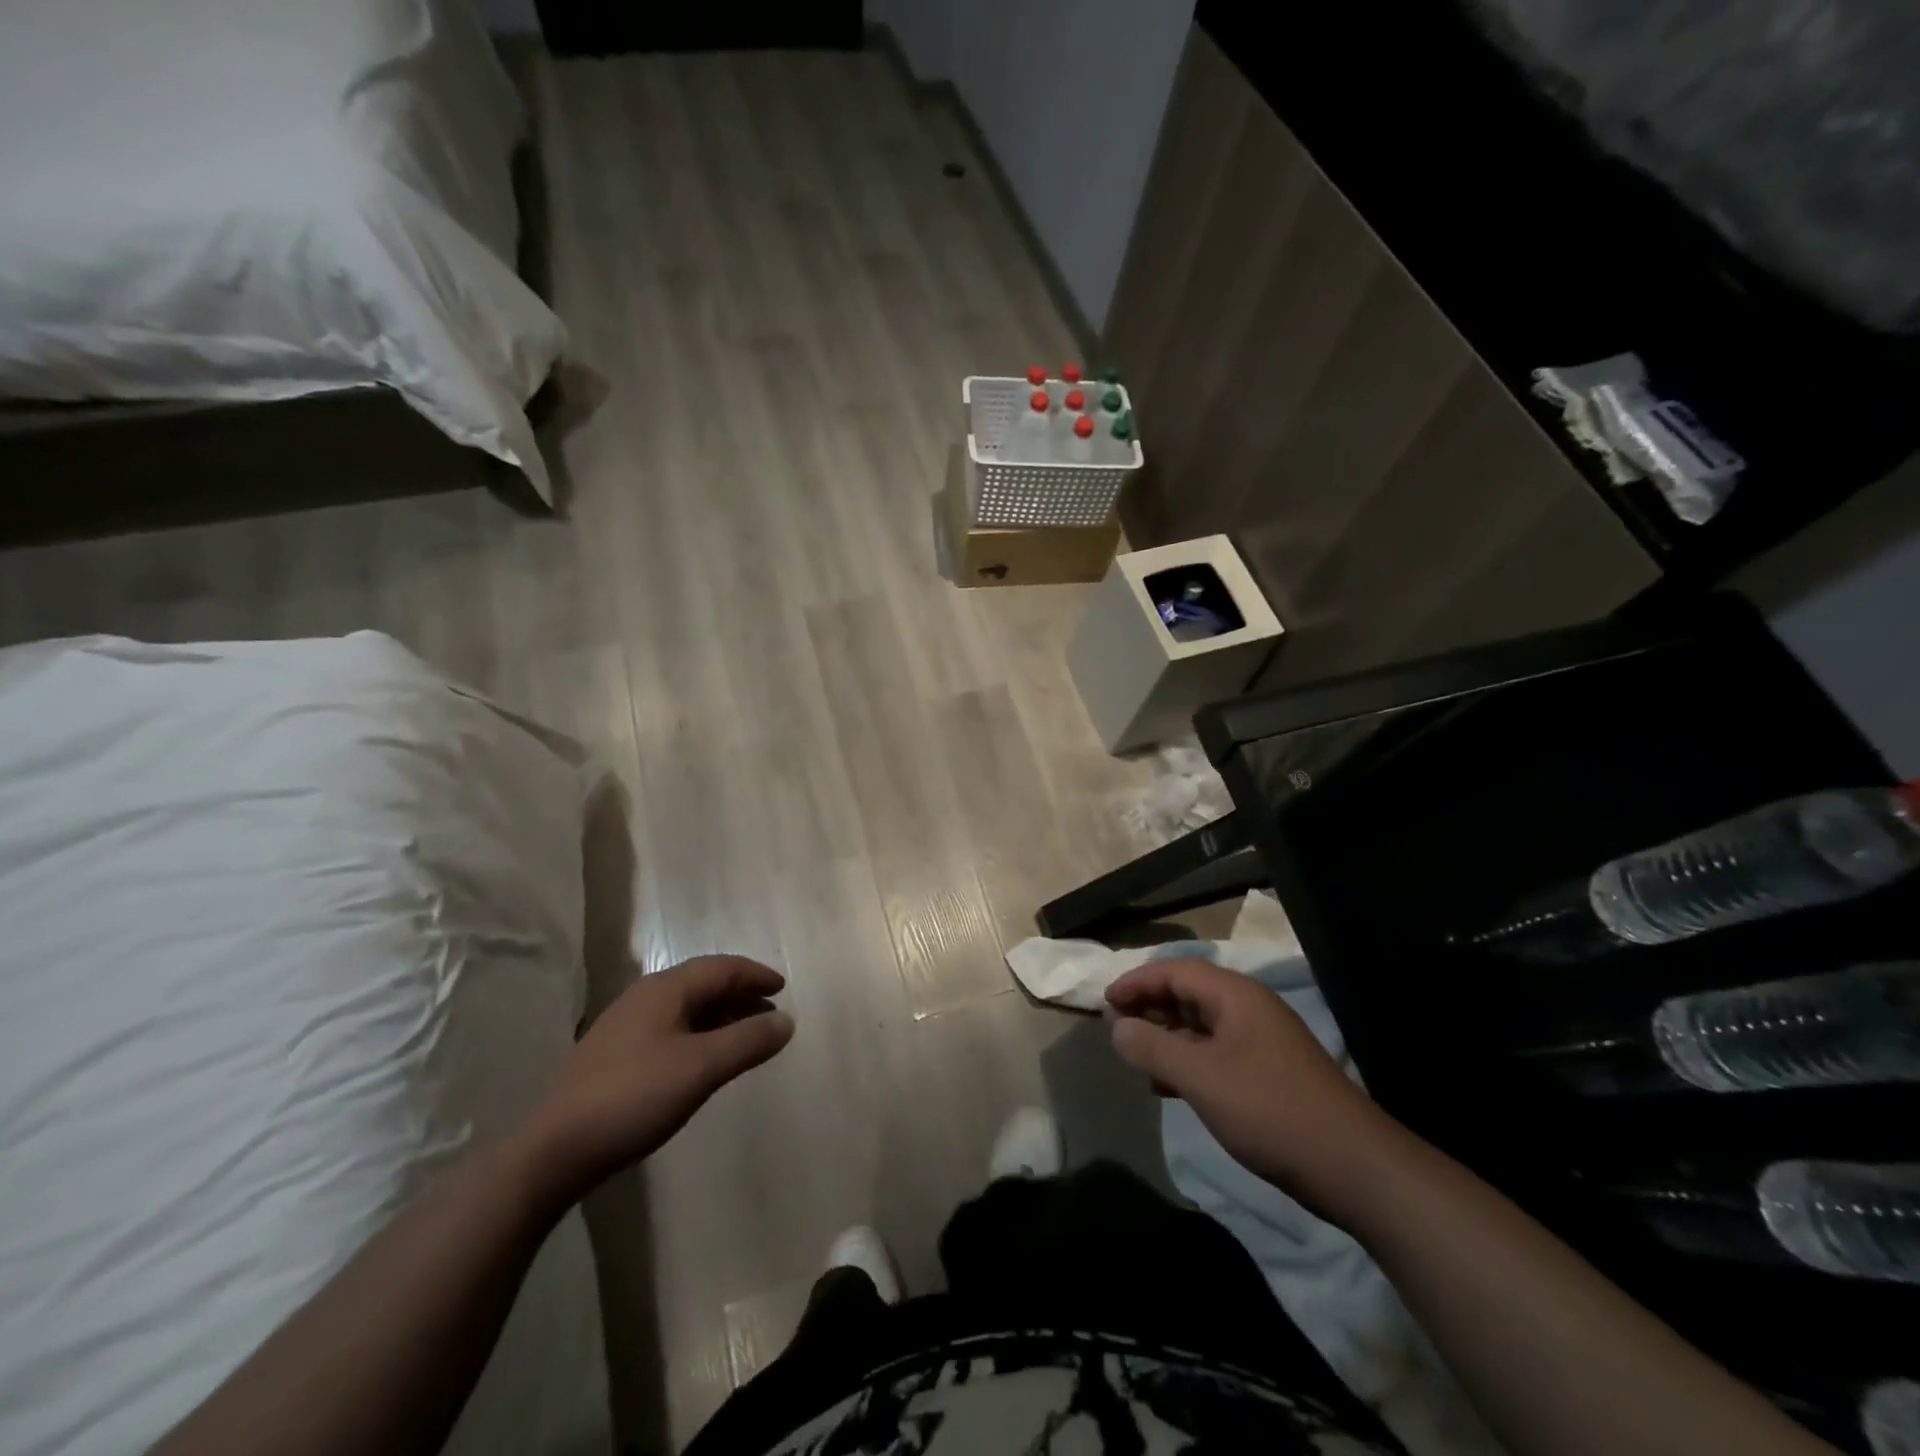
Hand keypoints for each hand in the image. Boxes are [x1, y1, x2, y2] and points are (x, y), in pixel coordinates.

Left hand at [521, 956, 793, 1198]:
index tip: (782, 989)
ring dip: (721, 1016)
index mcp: (665, 989)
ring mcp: (625, 1027)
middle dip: (740, 995)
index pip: (721, 968)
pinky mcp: (615, 1056)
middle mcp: (645, 998)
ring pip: (686, 1008)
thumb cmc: (633, 1098)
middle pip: (703, 984)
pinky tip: (704, 1061)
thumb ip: (748, 1041)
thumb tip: (787, 1021)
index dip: (755, 975)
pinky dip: (699, 1034)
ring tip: (746, 1037)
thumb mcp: (700, 1069)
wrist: (552, 1152)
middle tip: (771, 1014)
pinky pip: (671, 1029)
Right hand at [1106, 957, 1393, 1214]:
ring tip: (1136, 1059)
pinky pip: (1216, 1053)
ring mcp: (1262, 1042)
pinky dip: (1188, 1062)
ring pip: (1201, 1026)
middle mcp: (1250, 1009)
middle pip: (1189, 994)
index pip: (1176, 971)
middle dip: (1150, 1008)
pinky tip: (1169, 1087)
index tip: (1105, 1002)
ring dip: (1166, 1037)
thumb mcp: (1201, 1078)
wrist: (1354, 1168)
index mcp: (1236, 996)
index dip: (1137, 982)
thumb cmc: (1271, 1111)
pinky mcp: (1269, 1074)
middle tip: (1117, 1030)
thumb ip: (1152, 1048)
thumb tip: (1117, 1027)